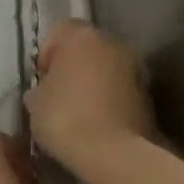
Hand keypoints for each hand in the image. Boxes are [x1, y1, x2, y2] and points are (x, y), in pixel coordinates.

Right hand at [24, 20, 155, 173]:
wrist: (113, 152)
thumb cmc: (65, 118)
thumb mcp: (35, 104)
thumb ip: (40, 88)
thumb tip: (44, 91)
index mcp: (82, 37)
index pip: (61, 31)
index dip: (48, 53)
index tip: (42, 78)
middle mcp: (113, 43)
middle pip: (88, 47)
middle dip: (74, 66)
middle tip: (59, 93)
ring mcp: (136, 67)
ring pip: (108, 67)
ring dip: (95, 82)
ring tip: (80, 111)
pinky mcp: (149, 94)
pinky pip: (122, 89)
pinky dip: (111, 98)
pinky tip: (98, 121)